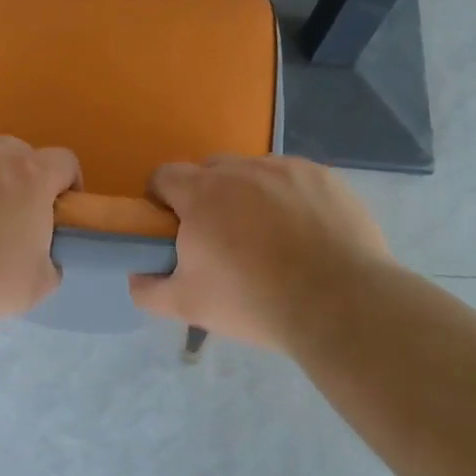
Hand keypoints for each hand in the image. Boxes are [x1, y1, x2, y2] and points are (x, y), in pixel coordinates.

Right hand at [130, 155, 390, 350]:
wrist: (340, 304)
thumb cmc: (252, 301)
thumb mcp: (187, 305)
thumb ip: (148, 289)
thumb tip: (136, 275)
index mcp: (203, 193)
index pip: (164, 176)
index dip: (160, 200)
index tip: (171, 229)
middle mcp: (244, 170)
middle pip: (211, 171)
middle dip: (206, 197)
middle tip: (220, 239)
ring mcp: (290, 170)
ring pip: (255, 174)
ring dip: (250, 196)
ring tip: (268, 239)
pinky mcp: (327, 179)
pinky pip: (295, 180)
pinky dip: (290, 200)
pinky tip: (304, 235)